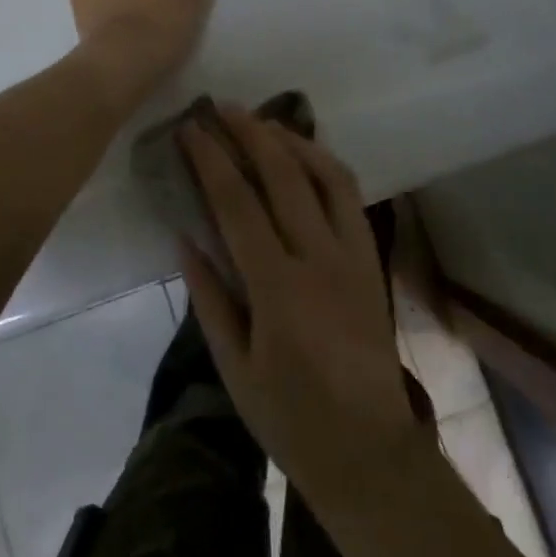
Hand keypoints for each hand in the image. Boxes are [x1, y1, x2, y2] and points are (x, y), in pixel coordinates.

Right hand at [179, 106, 430, 509]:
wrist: (368, 450)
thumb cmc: (290, 417)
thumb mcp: (234, 367)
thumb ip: (209, 297)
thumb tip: (184, 237)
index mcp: (277, 287)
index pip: (237, 203)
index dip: (210, 159)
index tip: (190, 128)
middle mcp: (318, 258)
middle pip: (282, 175)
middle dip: (249, 133)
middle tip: (222, 106)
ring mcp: (352, 254)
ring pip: (325, 175)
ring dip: (292, 140)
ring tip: (262, 122)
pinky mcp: (371, 259)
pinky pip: (351, 197)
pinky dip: (326, 165)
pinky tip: (305, 157)